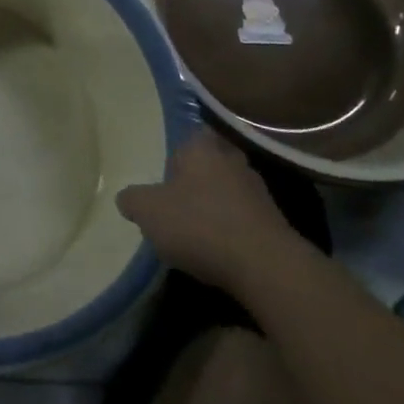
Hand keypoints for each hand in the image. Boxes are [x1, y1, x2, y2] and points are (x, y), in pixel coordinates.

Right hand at [117, 130, 307, 288]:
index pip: (188, 136)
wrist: (266, 267)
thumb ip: (132, 200)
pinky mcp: (275, 222)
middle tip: (177, 200)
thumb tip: (128, 199)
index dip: (176, 155)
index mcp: (201, 148)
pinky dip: (232, 228)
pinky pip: (245, 217)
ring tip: (197, 229)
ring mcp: (258, 191)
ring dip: (216, 204)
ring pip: (229, 190)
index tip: (165, 175)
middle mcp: (232, 160)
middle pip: (211, 162)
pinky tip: (220, 249)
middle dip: (197, 178)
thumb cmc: (199, 225)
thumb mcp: (148, 211)